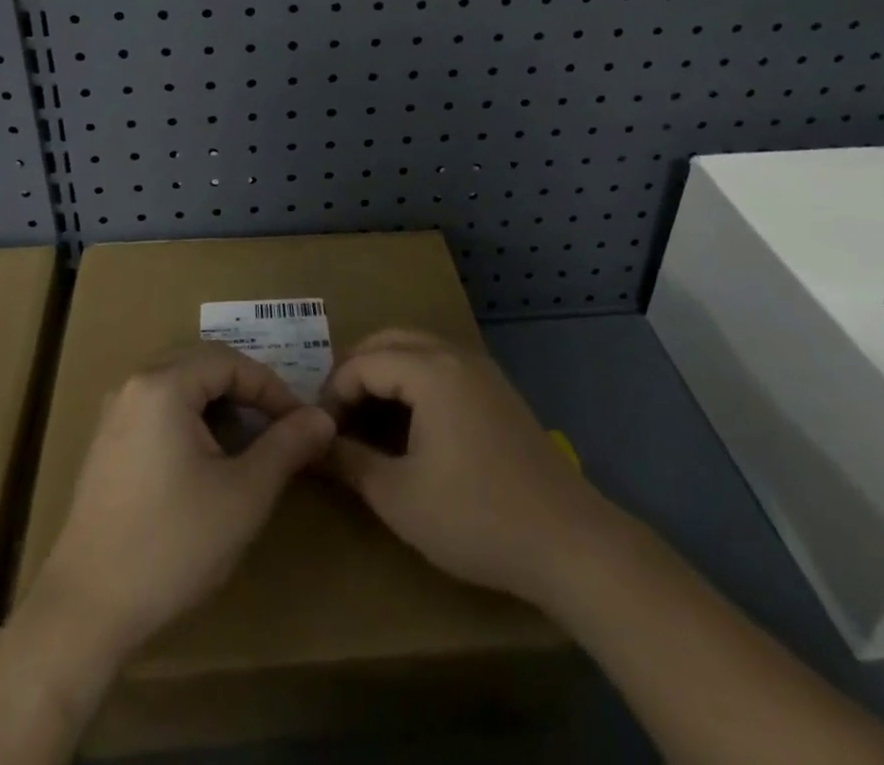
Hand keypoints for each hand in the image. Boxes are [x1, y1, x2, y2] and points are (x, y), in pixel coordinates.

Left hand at [38, 341, 335, 657]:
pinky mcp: (105, 443)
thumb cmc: (172, 545)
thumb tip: (323, 417)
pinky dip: (190, 420)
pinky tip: (205, 460)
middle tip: (278, 425)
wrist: (86, 610)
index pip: (230, 361)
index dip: (271, 387)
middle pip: (202, 365)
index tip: (301, 423)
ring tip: (248, 442)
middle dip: (246, 390)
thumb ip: (286, 447)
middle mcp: (133, 385)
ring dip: (218, 405)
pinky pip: (157, 409)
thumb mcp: (243, 495)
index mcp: (163, 384)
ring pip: (179, 386)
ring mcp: (113, 414)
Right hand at [323, 329, 602, 607]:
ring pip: (418, 349)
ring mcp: (481, 371)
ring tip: (366, 417)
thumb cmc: (476, 517)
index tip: (319, 431)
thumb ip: (349, 462)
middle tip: (337, 414)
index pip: (363, 362)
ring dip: (385, 372)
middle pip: (389, 340)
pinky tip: (409, 424)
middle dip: (356, 370)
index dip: (333, 393)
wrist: (570, 543)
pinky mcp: (498, 392)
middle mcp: (455, 356)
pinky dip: (414, 380)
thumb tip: (313, 446)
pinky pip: (442, 366)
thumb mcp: (399, 497)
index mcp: (430, 370)